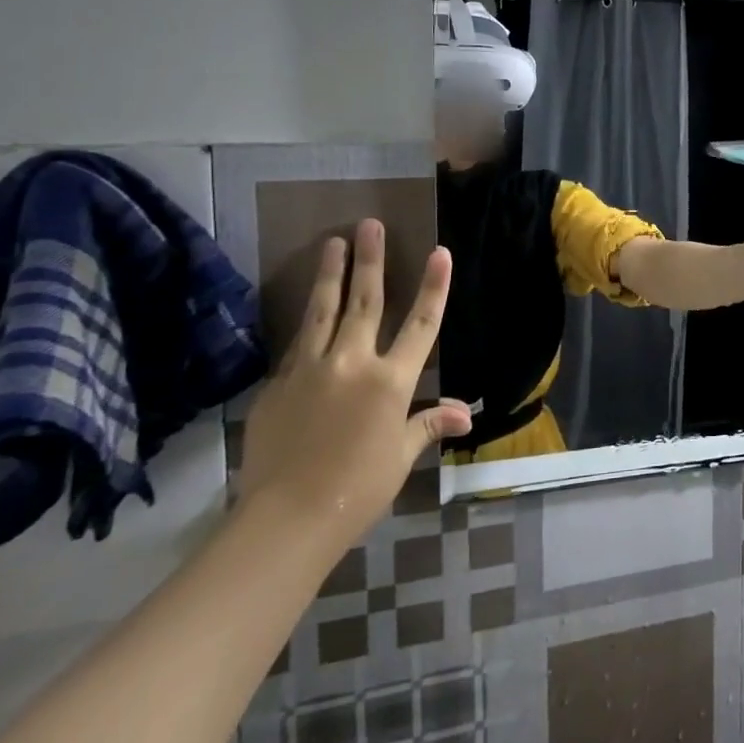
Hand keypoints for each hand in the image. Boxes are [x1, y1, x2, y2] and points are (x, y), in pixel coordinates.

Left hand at [238, 220, 472, 546]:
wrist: (287, 518)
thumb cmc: (359, 488)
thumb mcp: (400, 455)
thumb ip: (428, 424)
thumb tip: (466, 413)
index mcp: (390, 381)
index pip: (420, 324)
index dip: (433, 287)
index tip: (439, 252)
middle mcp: (351, 363)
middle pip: (365, 302)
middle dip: (370, 260)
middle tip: (369, 224)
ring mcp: (310, 370)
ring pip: (322, 311)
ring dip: (330, 274)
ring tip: (332, 242)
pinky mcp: (277, 385)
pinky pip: (297, 345)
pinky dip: (307, 323)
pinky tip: (308, 309)